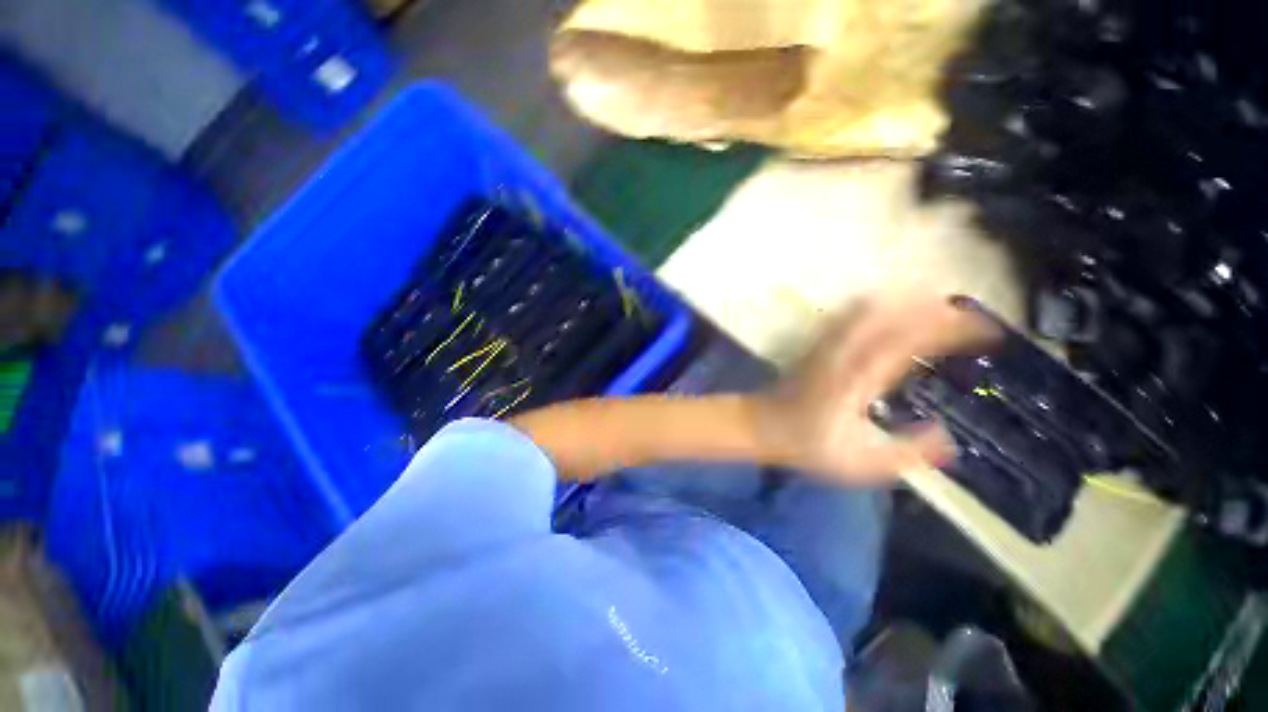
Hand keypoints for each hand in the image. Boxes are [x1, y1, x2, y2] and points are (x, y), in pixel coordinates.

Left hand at [754, 295, 1001, 484]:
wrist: (763, 426)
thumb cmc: (810, 445)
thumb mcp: (862, 462)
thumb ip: (907, 452)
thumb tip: (949, 439)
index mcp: (861, 378)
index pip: (911, 341)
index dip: (951, 330)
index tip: (988, 332)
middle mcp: (845, 353)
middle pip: (892, 315)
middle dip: (936, 309)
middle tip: (970, 318)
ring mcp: (828, 345)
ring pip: (869, 308)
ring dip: (907, 303)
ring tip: (940, 308)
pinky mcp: (818, 345)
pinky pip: (849, 315)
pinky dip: (878, 306)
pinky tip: (891, 309)